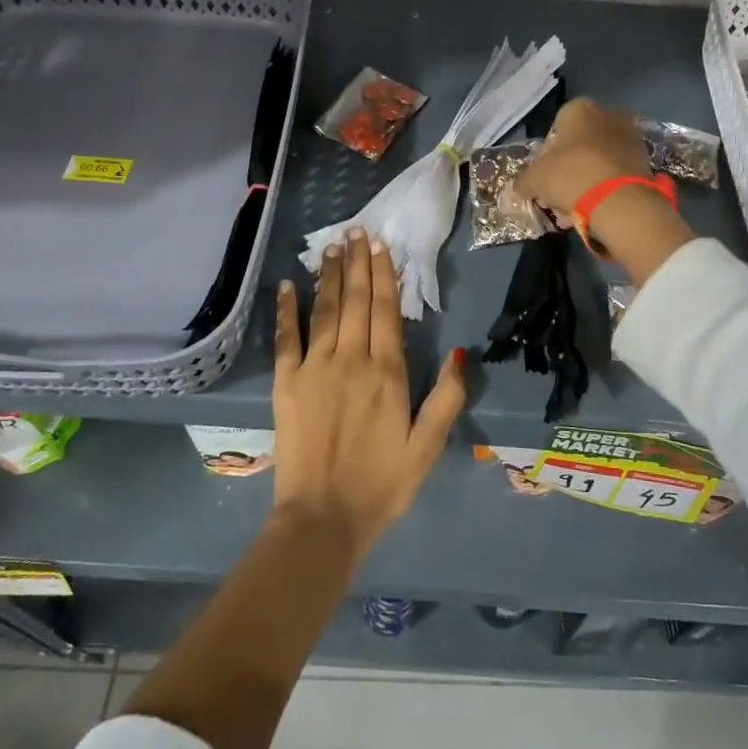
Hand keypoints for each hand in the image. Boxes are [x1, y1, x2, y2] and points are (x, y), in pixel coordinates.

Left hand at [271, 228, 467, 563]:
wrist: (323, 518)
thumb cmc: (382, 484)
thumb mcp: (428, 446)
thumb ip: (447, 398)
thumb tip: (461, 352)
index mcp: (387, 372)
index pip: (386, 310)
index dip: (384, 274)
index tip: (380, 245)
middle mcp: (350, 360)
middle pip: (355, 301)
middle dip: (356, 263)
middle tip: (355, 231)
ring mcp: (314, 369)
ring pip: (324, 310)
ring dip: (328, 276)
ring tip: (331, 247)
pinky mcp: (286, 384)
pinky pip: (286, 338)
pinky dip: (286, 309)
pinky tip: (287, 285)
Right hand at [514, 97, 651, 222]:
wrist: (619, 200)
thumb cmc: (570, 175)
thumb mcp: (535, 180)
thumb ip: (524, 180)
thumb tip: (521, 186)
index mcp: (579, 109)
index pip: (556, 127)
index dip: (547, 154)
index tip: (544, 177)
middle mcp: (608, 114)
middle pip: (580, 144)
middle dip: (568, 168)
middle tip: (558, 194)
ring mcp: (631, 137)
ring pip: (599, 160)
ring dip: (586, 181)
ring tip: (575, 209)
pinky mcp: (646, 160)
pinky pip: (617, 173)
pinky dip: (606, 188)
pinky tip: (595, 210)